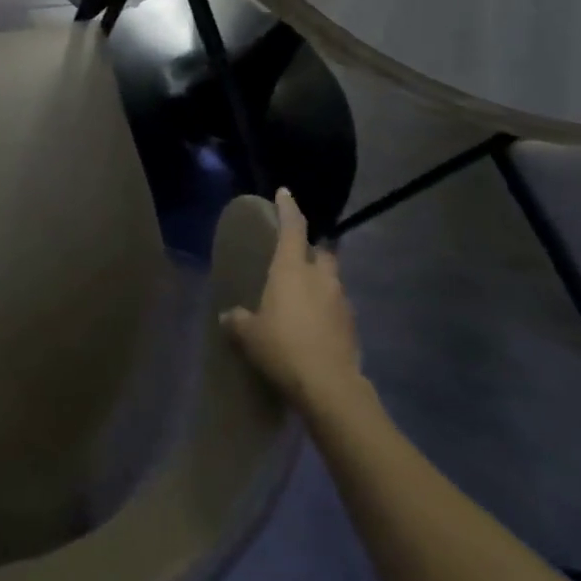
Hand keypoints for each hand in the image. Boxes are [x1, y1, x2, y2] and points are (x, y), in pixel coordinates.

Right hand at [221, 189, 372, 416]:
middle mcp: (321, 277)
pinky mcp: (352, 327)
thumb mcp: (249, 334)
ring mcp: (341, 302)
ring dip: (319, 282)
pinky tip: (311, 326)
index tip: (285, 192)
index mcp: (293, 269)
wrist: (330, 388)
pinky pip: (336, 308)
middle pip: (323, 252)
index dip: (288, 208)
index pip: (293, 228)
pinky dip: (325, 310)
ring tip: (301, 297)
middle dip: (313, 249)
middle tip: (297, 256)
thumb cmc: (282, 347)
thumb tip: (228, 316)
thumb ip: (237, 320)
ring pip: (331, 280)